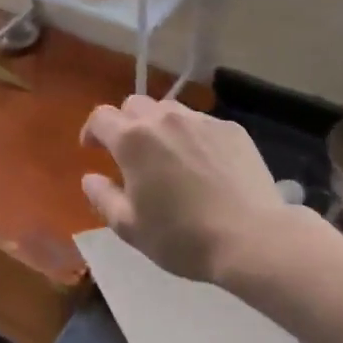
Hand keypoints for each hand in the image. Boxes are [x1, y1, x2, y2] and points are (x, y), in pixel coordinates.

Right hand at [80, 97, 290, 283]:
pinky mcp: (231, 129)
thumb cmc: (182, 237)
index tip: (92, 149)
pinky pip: (202, 123)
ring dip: (159, 125)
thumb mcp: (130, 227)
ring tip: (168, 155)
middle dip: (125, 123)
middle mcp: (164, 119)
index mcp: (133, 139)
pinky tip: (203, 164)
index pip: (101, 117)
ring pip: (169, 109)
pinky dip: (192, 136)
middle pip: (134, 104)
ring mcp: (201, 120)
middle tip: (130, 152)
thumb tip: (90, 178)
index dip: (92, 131)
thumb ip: (103, 198)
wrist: (252, 238)